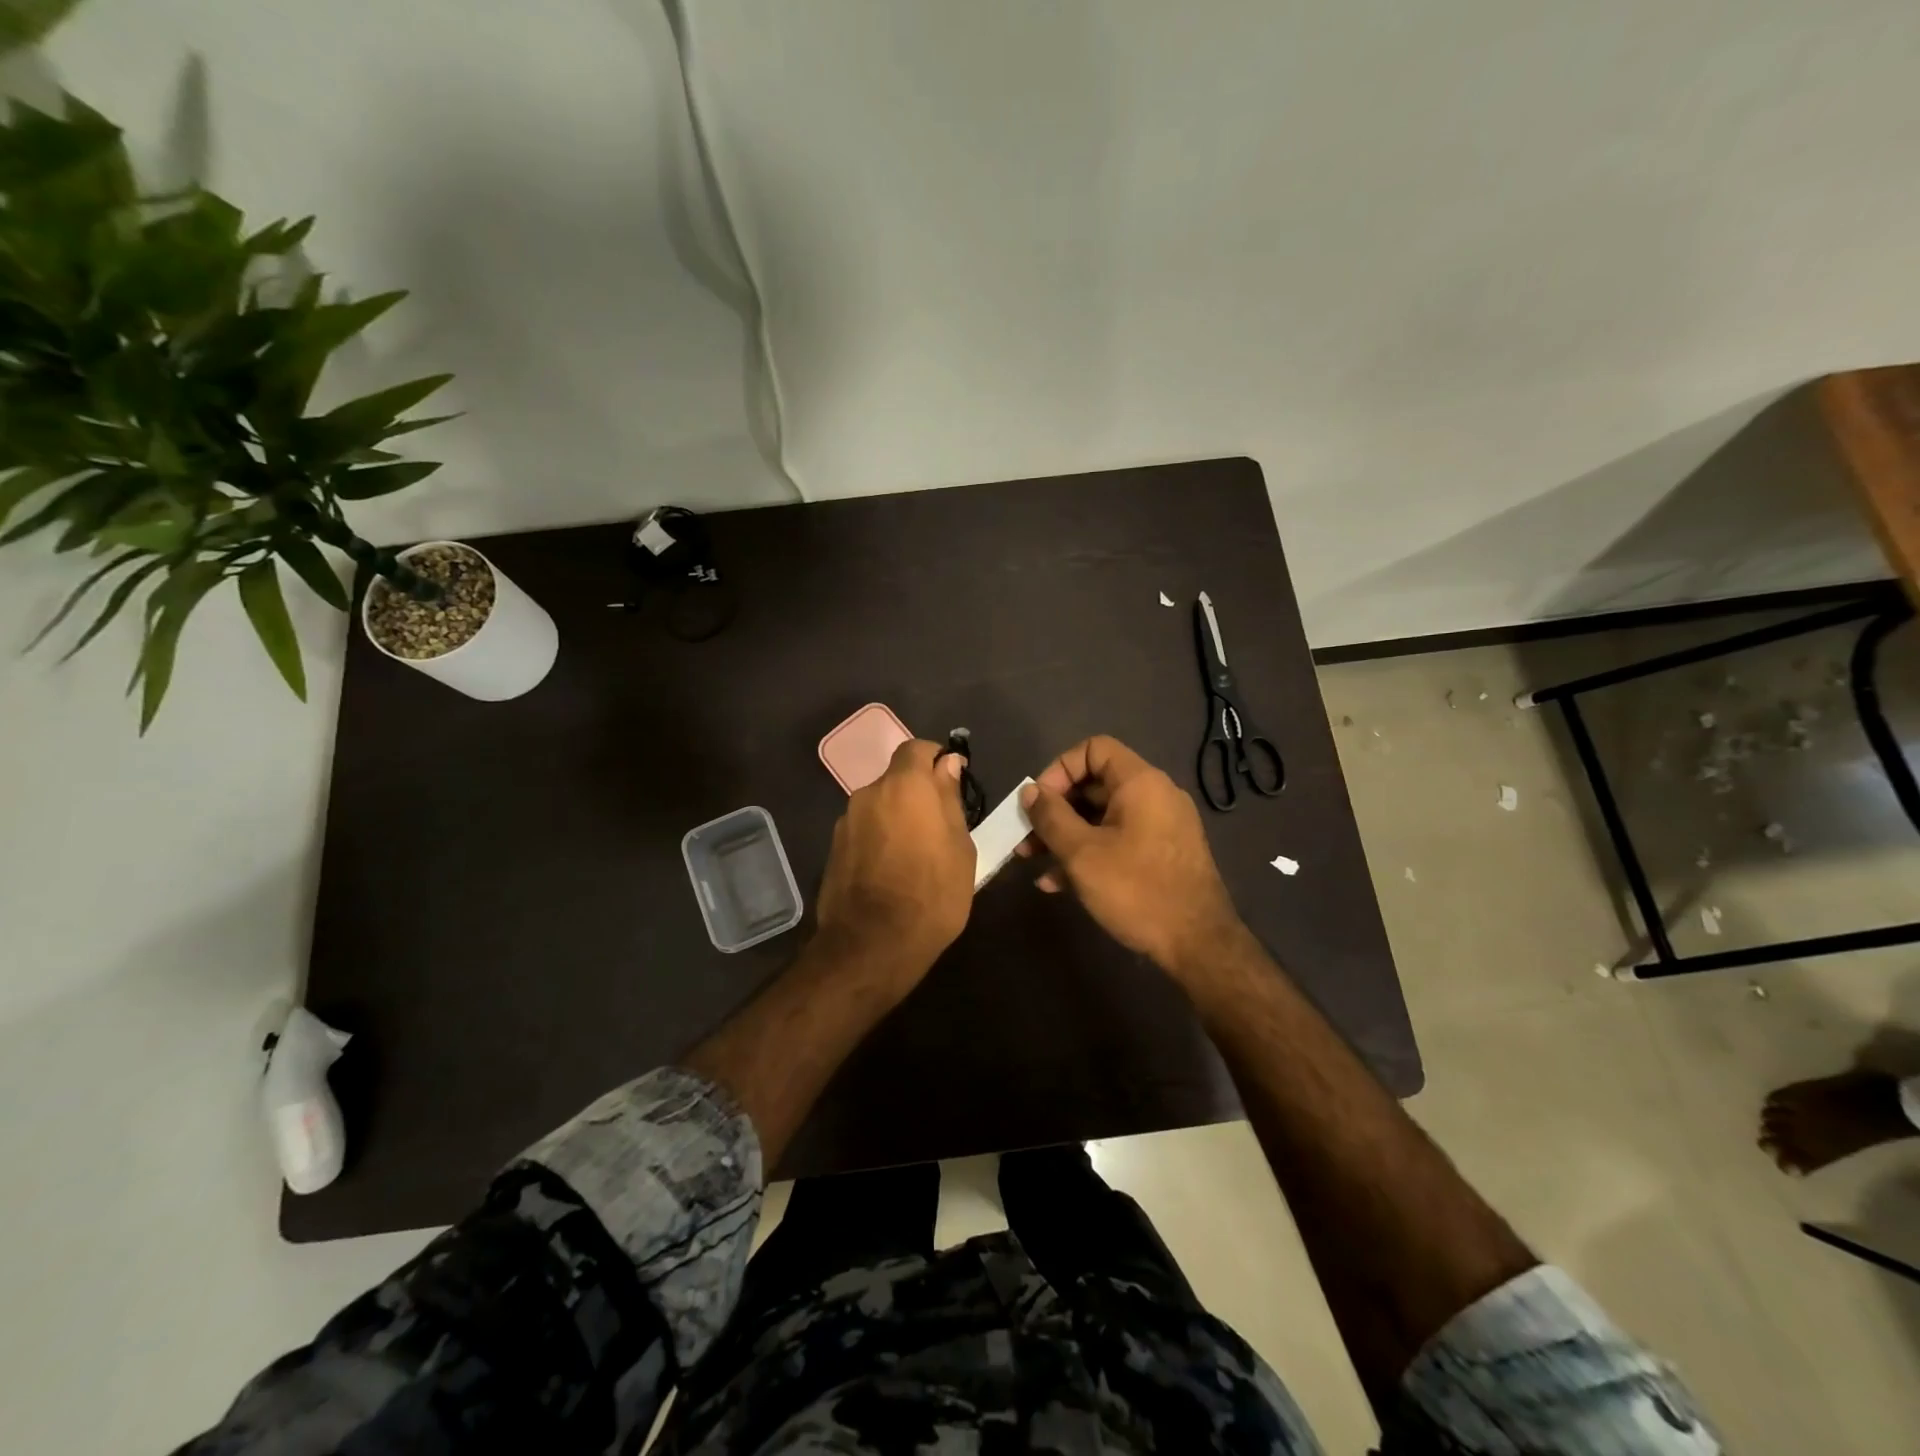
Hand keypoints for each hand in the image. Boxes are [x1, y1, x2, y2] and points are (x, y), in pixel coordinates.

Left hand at [815, 738, 975, 984]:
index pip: (916, 748)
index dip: (934, 759)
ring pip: (879, 807)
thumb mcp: (960, 847)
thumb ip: (950, 799)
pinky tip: (889, 872)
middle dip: (916, 795)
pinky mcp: (833, 848)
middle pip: (896, 780)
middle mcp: (869, 793)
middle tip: (938, 828)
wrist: (872, 944)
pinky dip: (878, 840)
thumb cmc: (932, 893)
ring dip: (895, 819)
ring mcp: (846, 822)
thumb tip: (948, 765)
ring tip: (913, 856)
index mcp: (904, 785)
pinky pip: (863, 831)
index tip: (950, 782)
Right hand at [1018, 735, 1244, 978]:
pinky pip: (1117, 840)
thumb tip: (1030, 792)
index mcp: (1140, 782)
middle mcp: (1154, 796)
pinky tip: (1058, 884)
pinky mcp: (1161, 855)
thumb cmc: (1136, 889)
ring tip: (1031, 860)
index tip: (1039, 802)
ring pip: (1102, 817)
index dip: (1059, 768)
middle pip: (1094, 785)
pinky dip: (1088, 853)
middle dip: (1055, 809)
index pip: (1094, 749)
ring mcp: (1161, 826)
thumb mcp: (1082, 853)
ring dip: (1065, 835)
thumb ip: (1051, 817)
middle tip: (1026, 835)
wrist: (1198, 944)